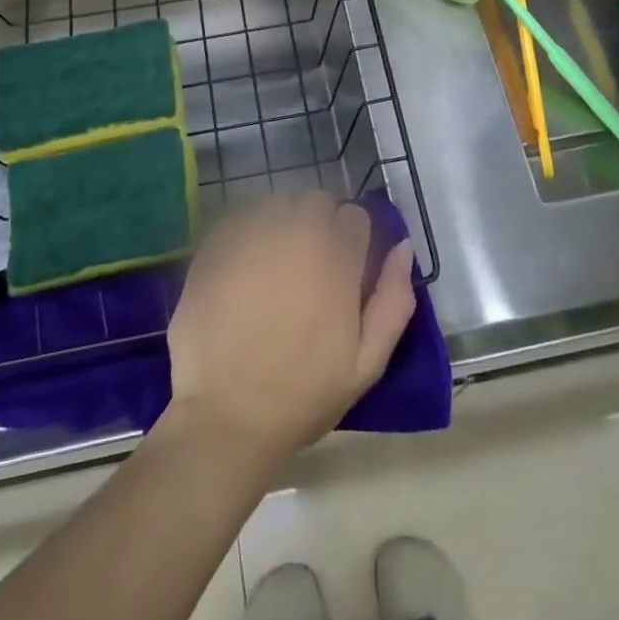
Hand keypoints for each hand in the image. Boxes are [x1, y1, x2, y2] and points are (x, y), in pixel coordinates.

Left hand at [165, 191, 415, 463]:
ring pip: (274, 204)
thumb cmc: (304, 395)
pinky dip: (243, 234)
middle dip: (316, 223)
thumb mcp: (367, 363)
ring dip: (279, 223)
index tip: (344, 261)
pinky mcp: (214, 250)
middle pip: (314, 201)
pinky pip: (236, 220)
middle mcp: (295, 239)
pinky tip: (240, 267)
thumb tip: (404, 247)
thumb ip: (393, 300)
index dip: (352, 236)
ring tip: (271, 261)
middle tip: (307, 262)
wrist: (228, 418)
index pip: (354, 216)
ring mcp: (251, 240)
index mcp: (336, 262)